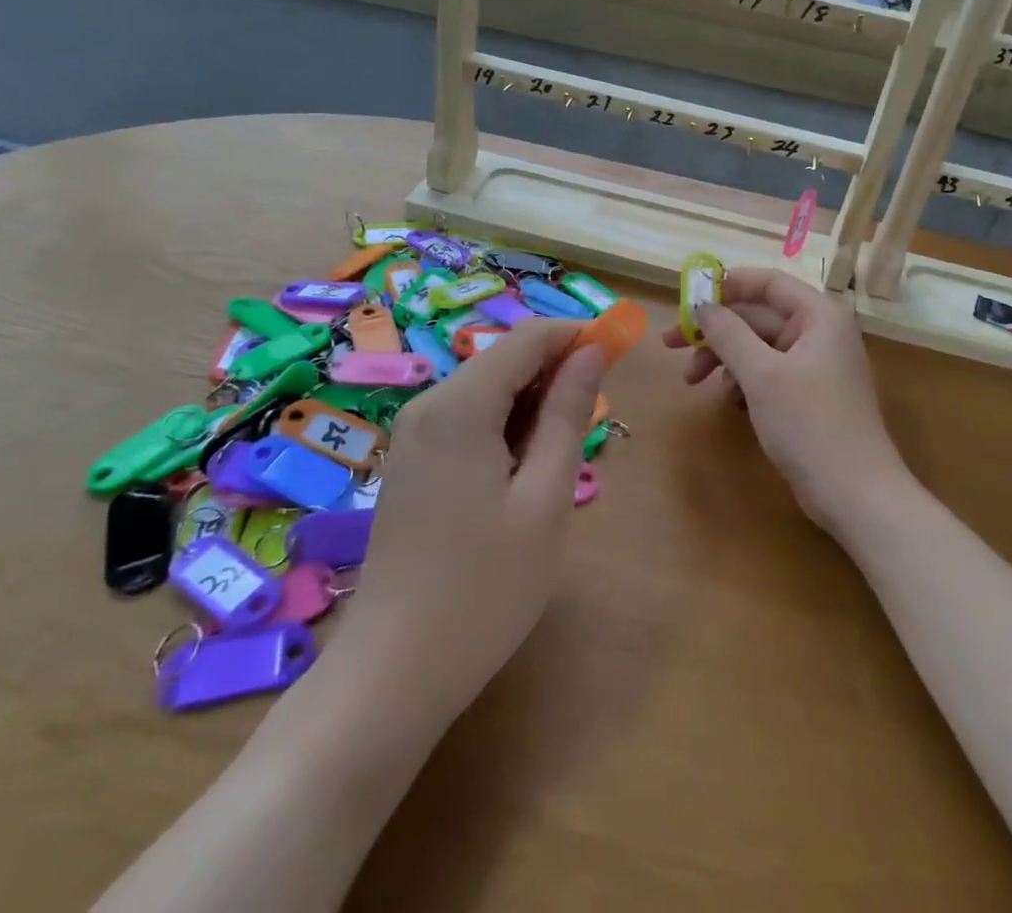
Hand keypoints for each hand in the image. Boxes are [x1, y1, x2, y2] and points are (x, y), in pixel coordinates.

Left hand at [331, 319, 604, 726]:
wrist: (391, 675)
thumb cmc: (484, 588)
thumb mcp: (545, 498)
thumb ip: (568, 413)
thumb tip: (592, 351)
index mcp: (460, 404)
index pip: (529, 337)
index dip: (578, 335)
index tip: (620, 354)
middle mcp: (429, 405)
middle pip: (505, 359)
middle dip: (557, 371)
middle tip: (595, 419)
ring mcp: (413, 434)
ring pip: (488, 389)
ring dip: (533, 403)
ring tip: (560, 457)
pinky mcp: (410, 462)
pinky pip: (467, 419)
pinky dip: (504, 426)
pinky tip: (522, 474)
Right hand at [663, 268, 910, 533]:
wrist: (856, 495)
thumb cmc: (810, 424)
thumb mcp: (762, 374)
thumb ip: (728, 333)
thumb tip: (702, 305)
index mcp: (819, 315)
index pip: (768, 282)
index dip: (727, 285)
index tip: (688, 298)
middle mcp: (820, 332)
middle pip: (758, 315)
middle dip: (715, 330)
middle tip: (671, 344)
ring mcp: (816, 365)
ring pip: (759, 346)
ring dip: (724, 358)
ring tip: (692, 381)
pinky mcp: (809, 395)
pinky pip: (769, 372)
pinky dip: (744, 380)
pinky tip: (729, 400)